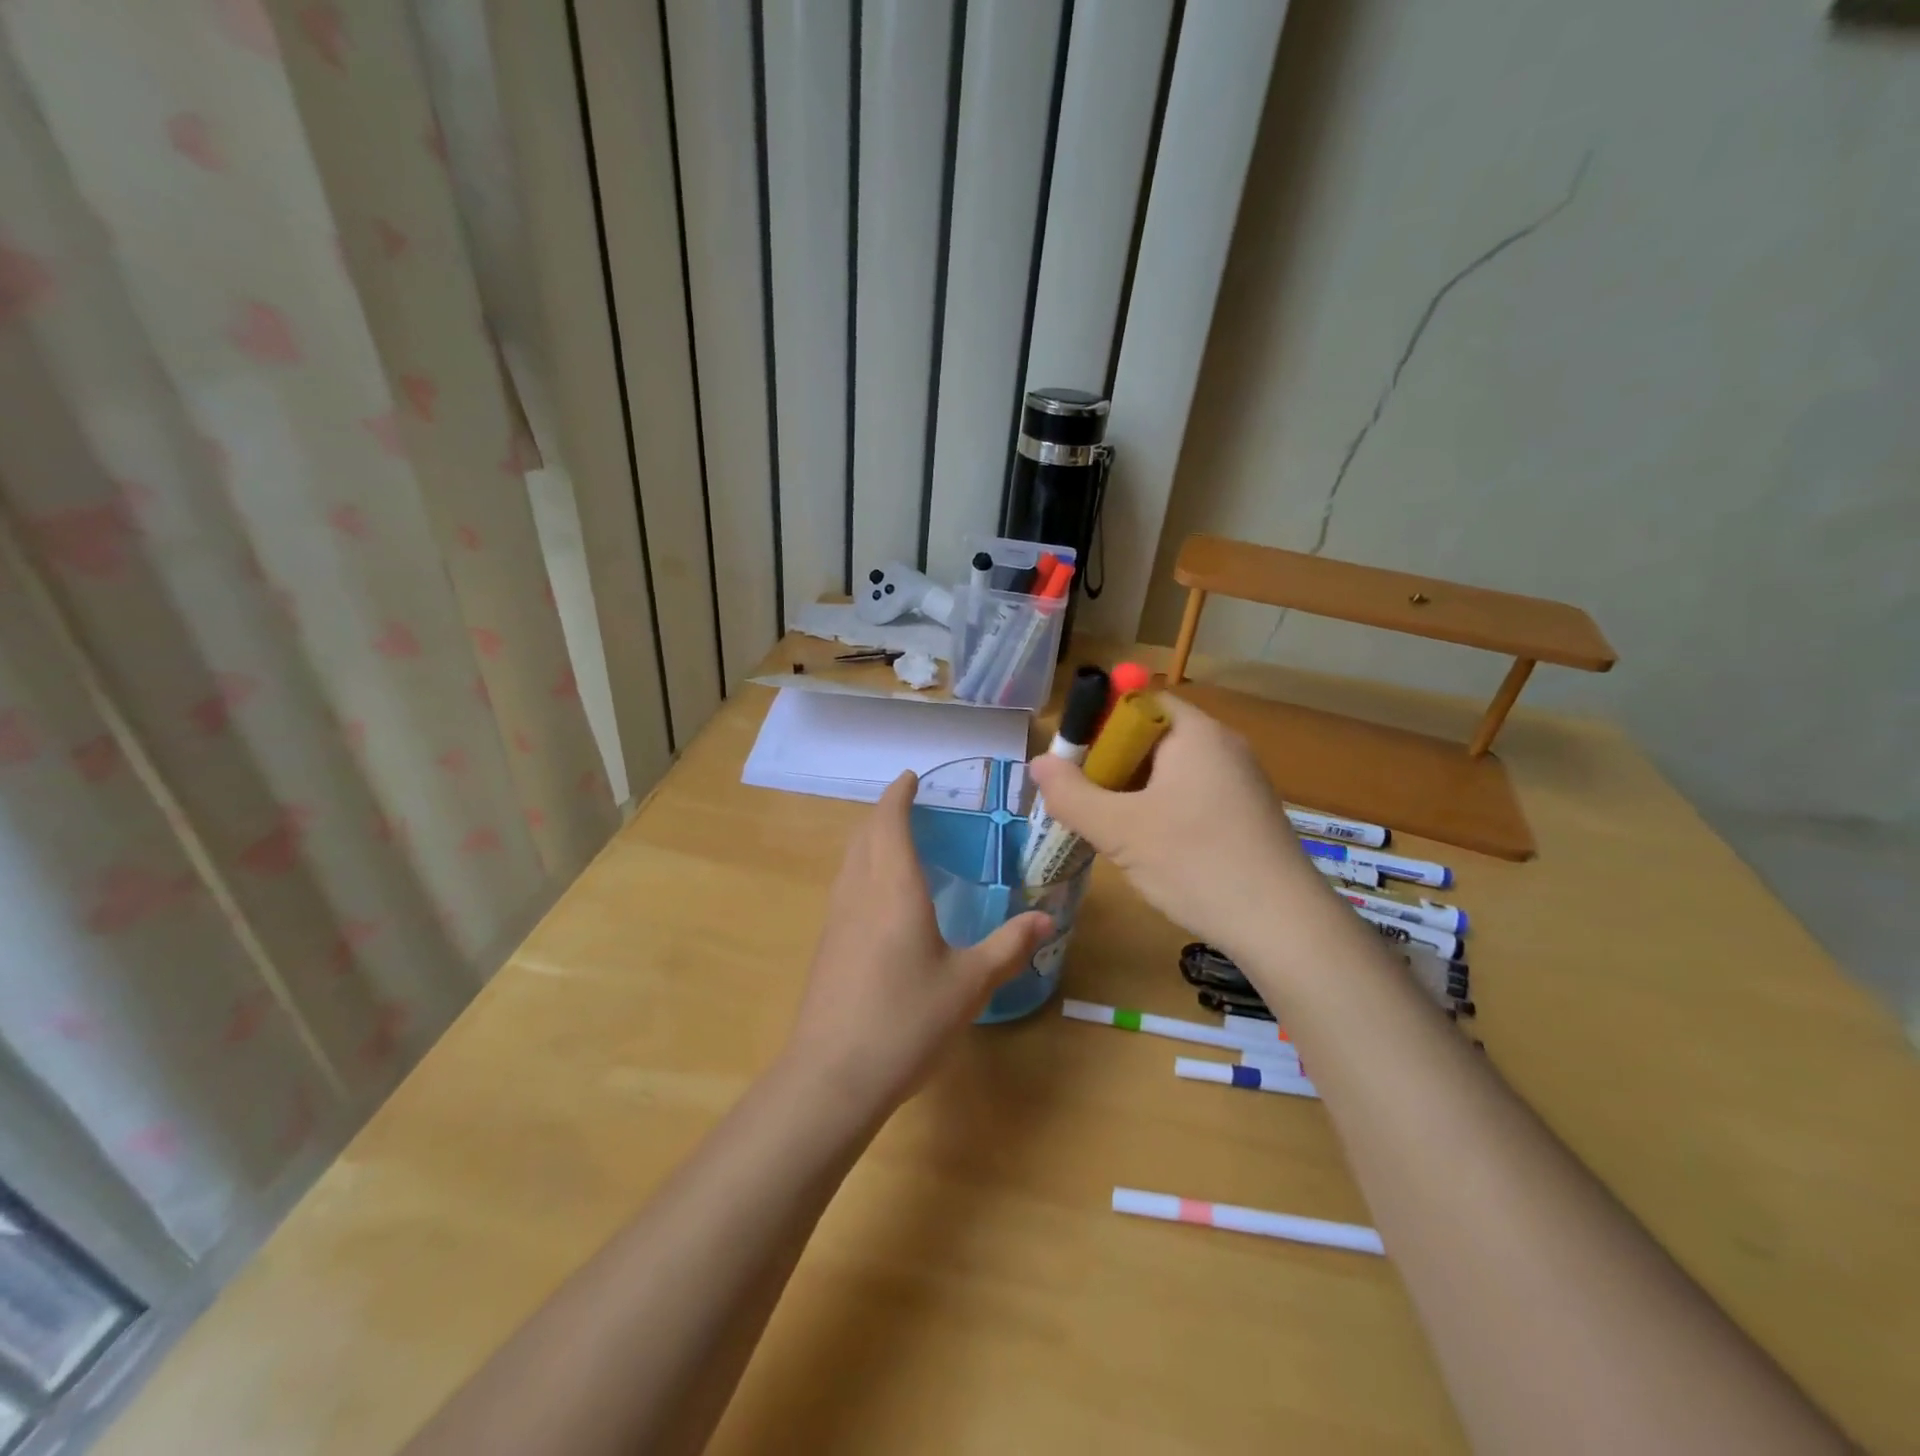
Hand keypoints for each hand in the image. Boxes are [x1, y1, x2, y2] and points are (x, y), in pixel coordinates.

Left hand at [785, 773, 1051, 1114]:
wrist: (832, 1077)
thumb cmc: (906, 1020)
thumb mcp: (969, 984)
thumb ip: (1008, 947)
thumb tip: (1045, 919)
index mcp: (893, 887)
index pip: (888, 820)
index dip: (897, 794)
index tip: (911, 777)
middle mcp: (858, 892)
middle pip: (864, 834)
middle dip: (883, 812)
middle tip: (912, 807)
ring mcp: (835, 919)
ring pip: (850, 860)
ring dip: (870, 840)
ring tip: (898, 844)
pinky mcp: (826, 946)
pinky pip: (845, 887)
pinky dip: (862, 870)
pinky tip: (881, 900)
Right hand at [1027, 697, 1324, 953]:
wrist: (1284, 927)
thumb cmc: (1196, 864)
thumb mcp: (1120, 831)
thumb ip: (1072, 795)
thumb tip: (1038, 763)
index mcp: (1195, 733)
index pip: (1137, 702)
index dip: (1098, 723)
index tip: (1073, 761)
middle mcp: (1222, 746)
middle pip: (1151, 737)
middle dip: (1110, 765)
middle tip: (1083, 802)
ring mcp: (1240, 782)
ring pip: (1169, 772)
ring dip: (1132, 793)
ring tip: (1108, 830)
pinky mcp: (1246, 815)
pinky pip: (1190, 796)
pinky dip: (1161, 811)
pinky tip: (1148, 849)